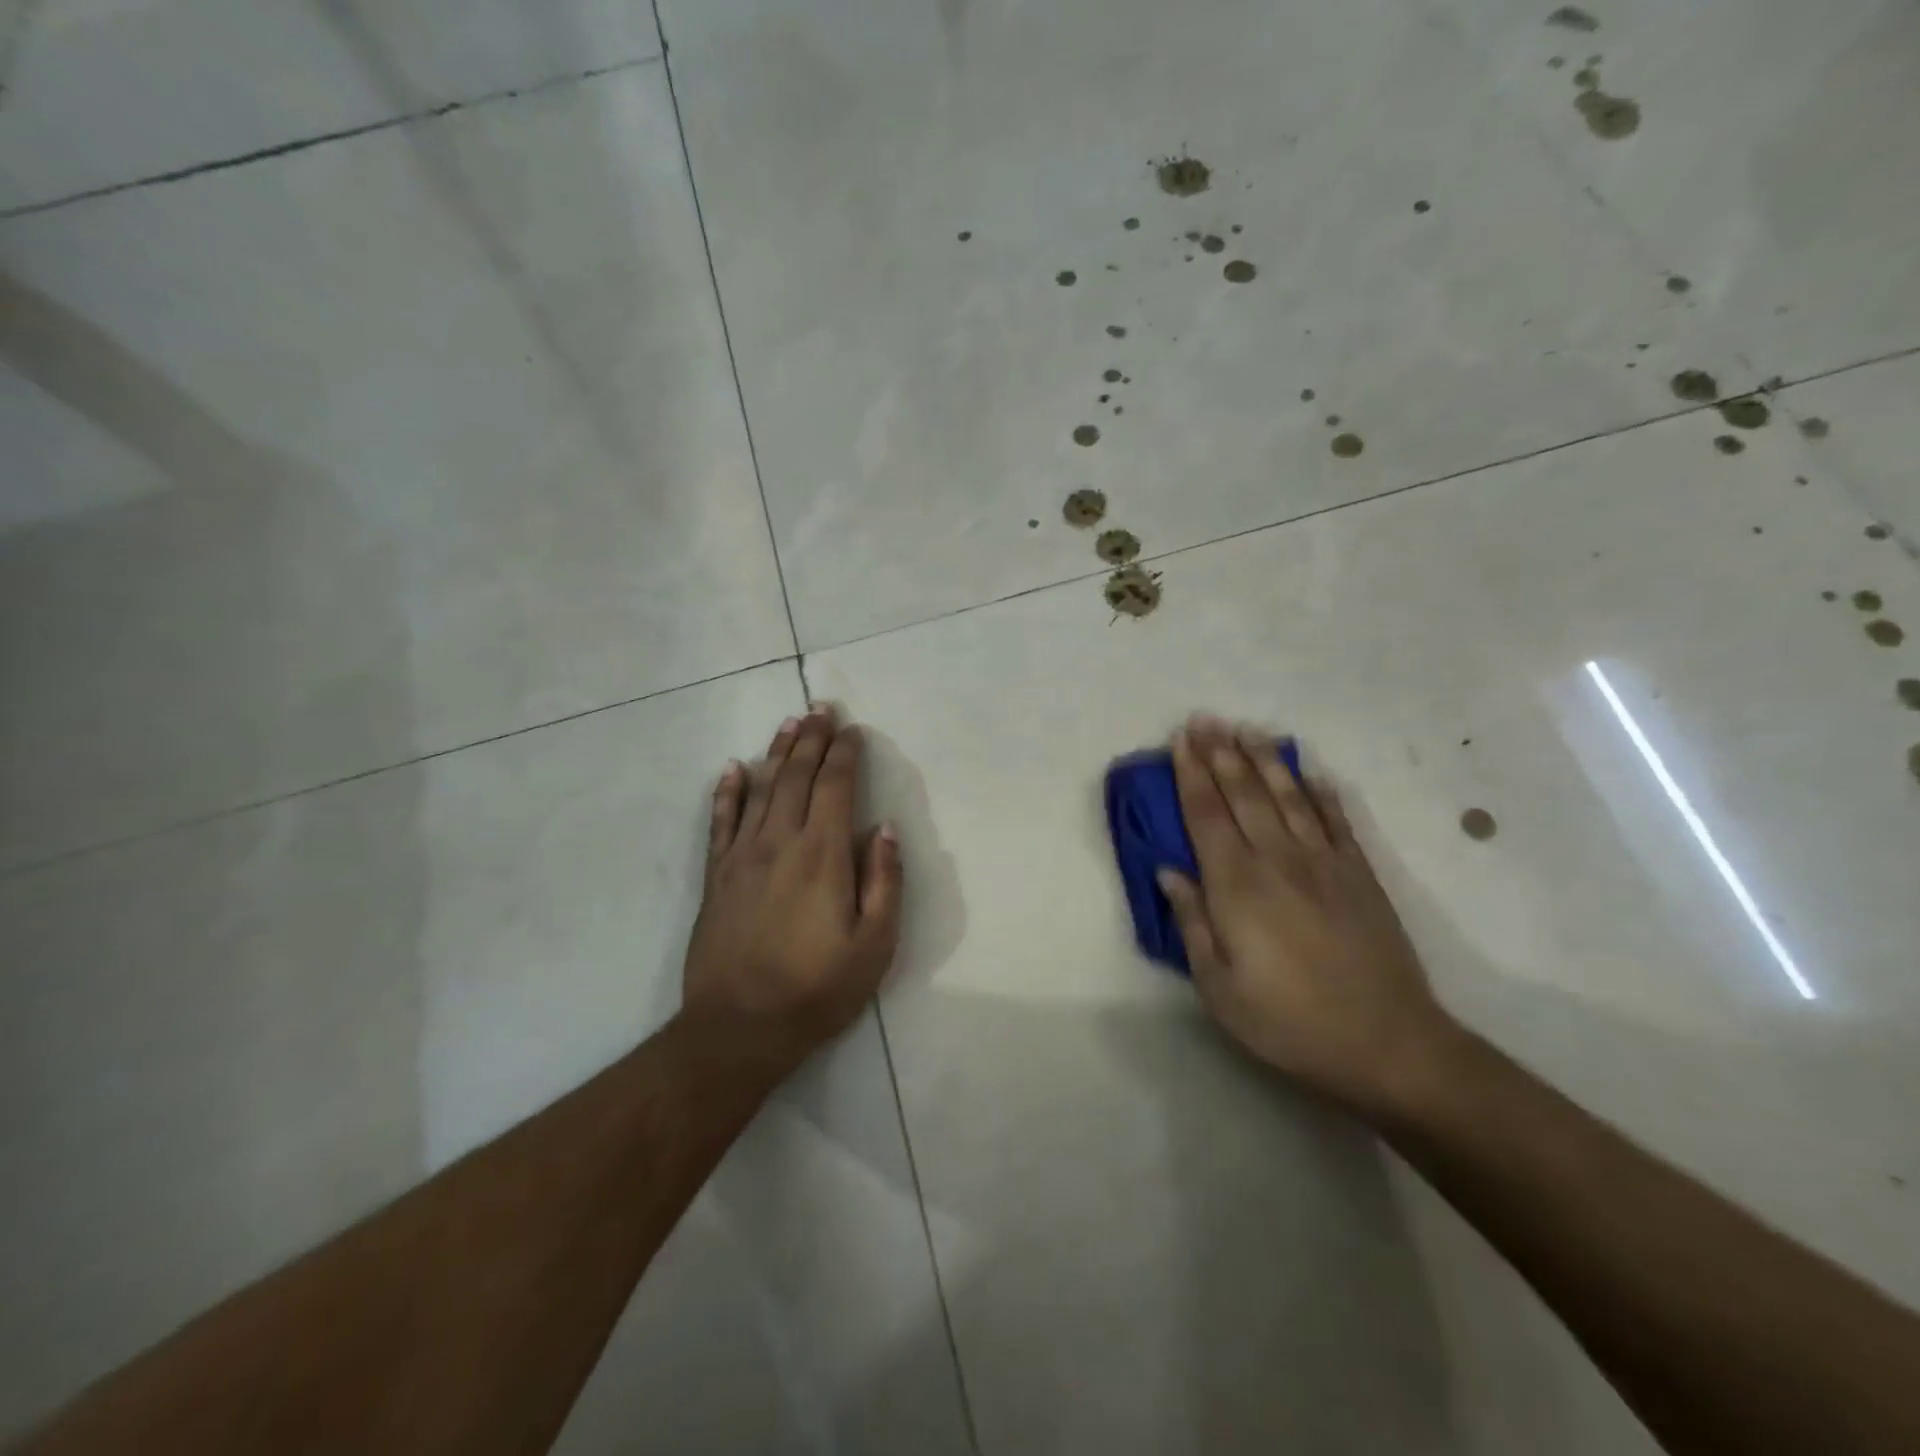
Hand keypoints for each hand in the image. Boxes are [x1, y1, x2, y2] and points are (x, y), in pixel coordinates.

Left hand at [681, 705, 902, 1071]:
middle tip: (820, 708)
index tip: (852, 731)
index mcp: (822, 855)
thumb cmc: (816, 989)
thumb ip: (884, 881)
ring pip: (760, 789)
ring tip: (788, 723)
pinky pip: (720, 821)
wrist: (739, 1027)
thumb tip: (883, 828)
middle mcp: (780, 842)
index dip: (845, 755)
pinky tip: (734, 768)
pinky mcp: (717, 875)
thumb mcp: (874, 945)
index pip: (835, 788)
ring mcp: (742, 856)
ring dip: (776, 752)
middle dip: (811, 739)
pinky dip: (727, 790)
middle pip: (796, 777)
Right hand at [1157, 715, 1460, 1117]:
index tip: (1179, 741)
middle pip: (1244, 794)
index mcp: (1238, 886)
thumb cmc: (1289, 1022)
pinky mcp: (1360, 875)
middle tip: (1204, 719)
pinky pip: (1337, 821)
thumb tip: (1169, 871)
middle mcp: (1278, 860)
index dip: (1190, 775)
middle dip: (1220, 753)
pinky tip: (1311, 773)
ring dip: (1264, 760)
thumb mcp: (1220, 987)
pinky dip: (1322, 793)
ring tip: (1247, 730)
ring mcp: (1324, 863)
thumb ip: (1193, 923)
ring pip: (1288, 797)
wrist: (1388, 1044)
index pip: (1207, 815)